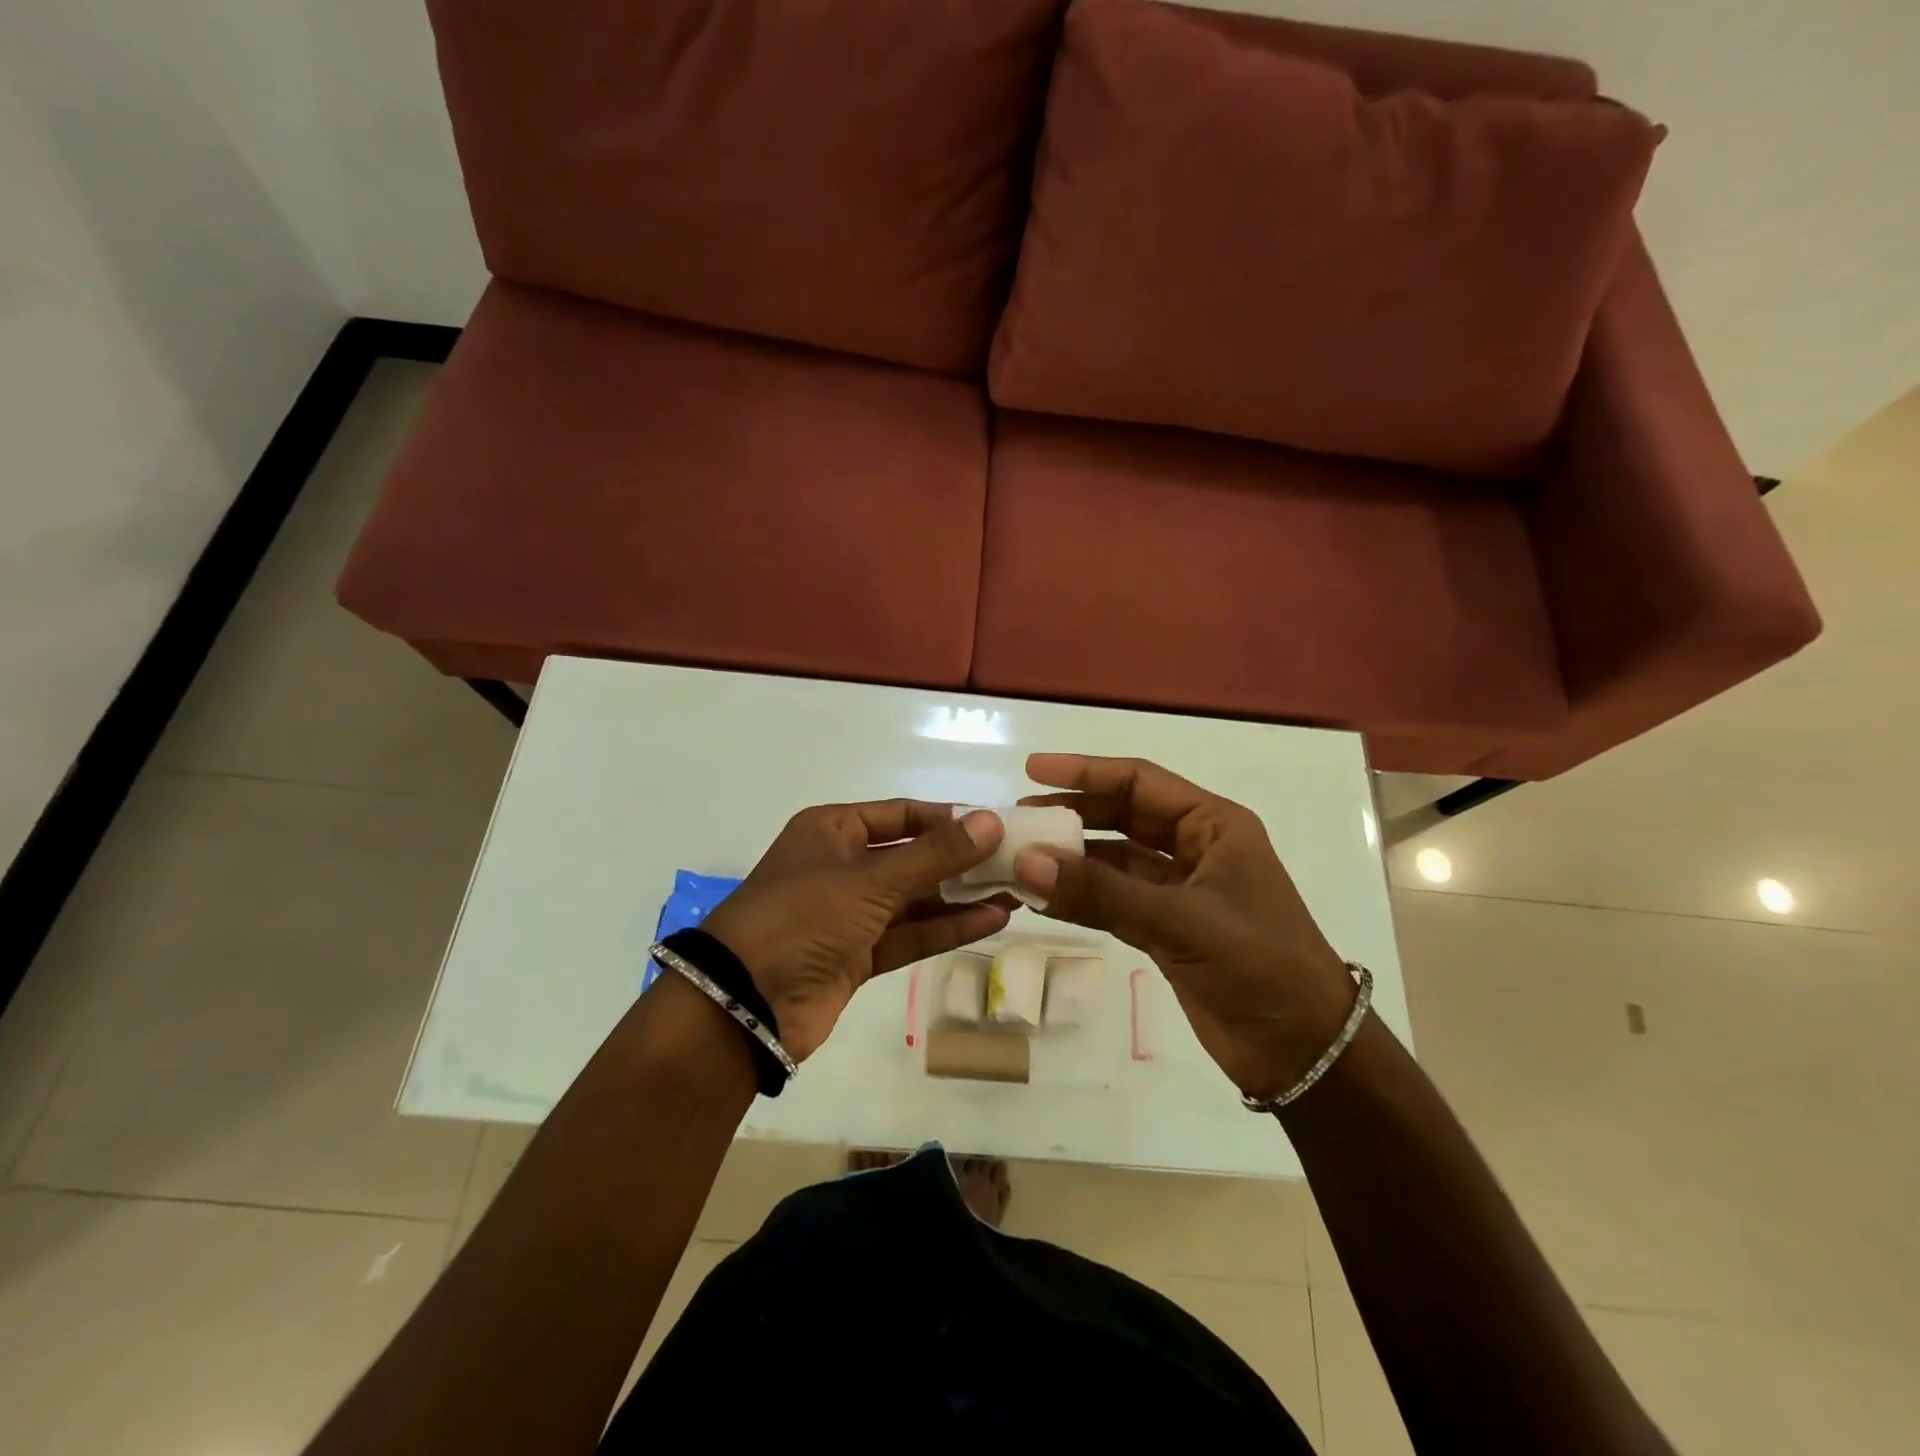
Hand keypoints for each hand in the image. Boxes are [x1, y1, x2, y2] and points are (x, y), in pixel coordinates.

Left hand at [701, 802, 1010, 1061]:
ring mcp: (849, 914)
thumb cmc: (804, 916)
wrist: (745, 1003)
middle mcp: (842, 866)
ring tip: (1016, 891)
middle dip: (961, 861)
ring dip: (961, 897)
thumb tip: (990, 821)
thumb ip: (935, 855)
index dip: (948, 819)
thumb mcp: (872, 879)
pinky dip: (946, 929)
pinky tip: (992, 921)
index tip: (994, 825)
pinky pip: (909, 935)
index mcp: (832, 830)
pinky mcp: (857, 956)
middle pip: (912, 857)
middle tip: (1016, 861)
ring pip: (915, 899)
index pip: (901, 814)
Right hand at [1013, 754, 1356, 1100]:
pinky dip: (1080, 897)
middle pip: (1122, 816)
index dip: (1086, 771)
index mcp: (1214, 825)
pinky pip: (1112, 900)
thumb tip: (1026, 862)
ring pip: (1114, 860)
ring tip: (1019, 857)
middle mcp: (1195, 848)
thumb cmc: (1262, 967)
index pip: (1140, 781)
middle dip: (1072, 813)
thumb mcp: (1182, 922)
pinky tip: (1042, 897)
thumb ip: (1102, 892)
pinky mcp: (1166, 929)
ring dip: (1071, 858)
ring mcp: (1179, 890)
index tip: (1033, 769)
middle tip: (1019, 818)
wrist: (1305, 1051)